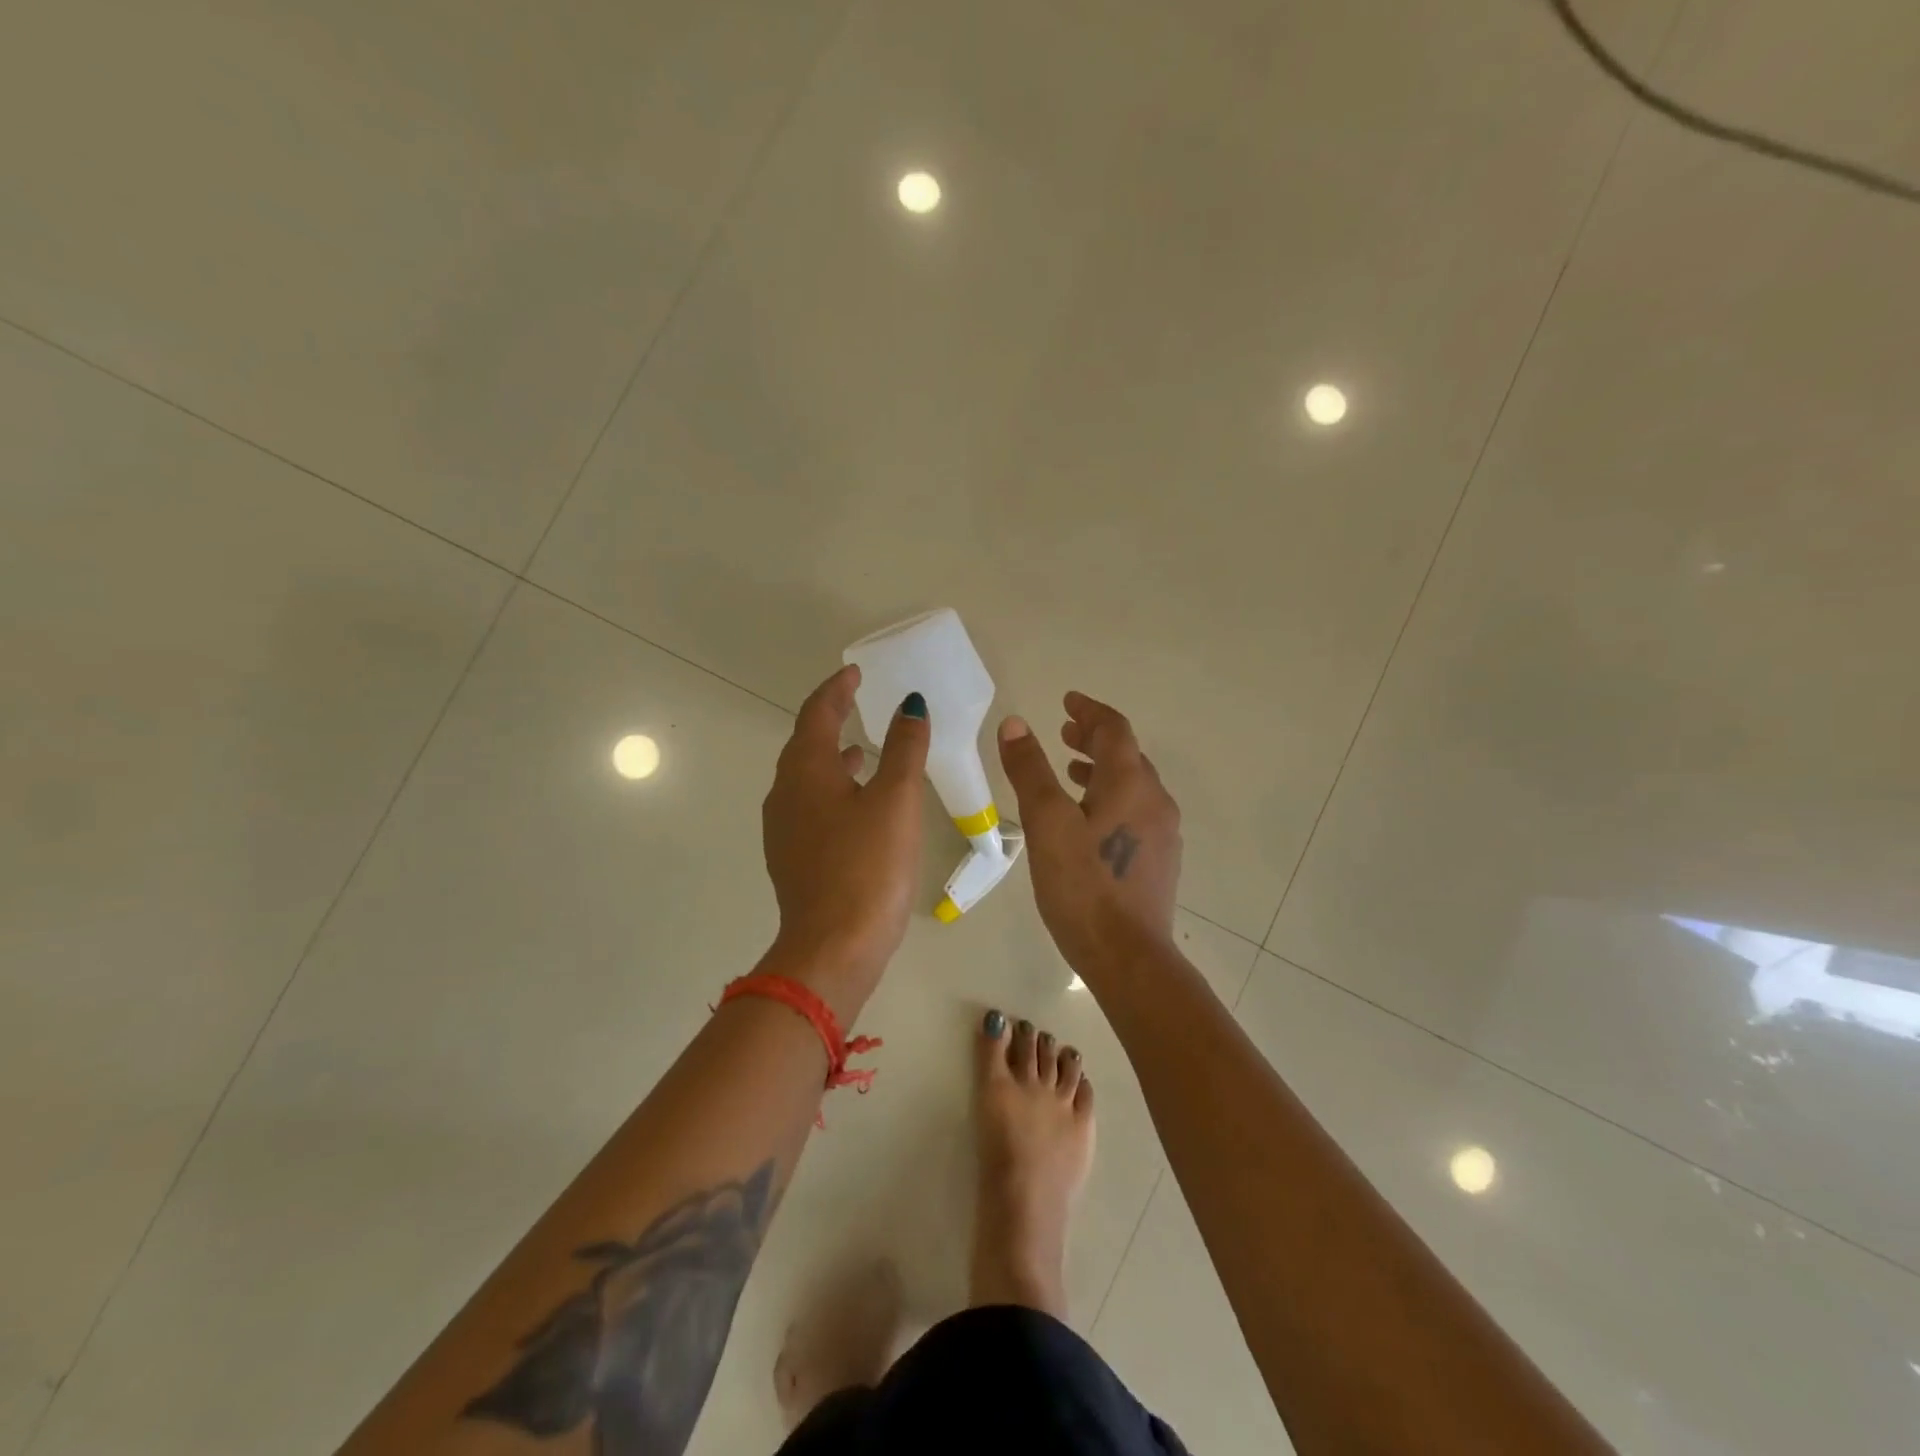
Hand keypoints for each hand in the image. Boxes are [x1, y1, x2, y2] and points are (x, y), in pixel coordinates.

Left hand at [761, 665, 928, 1016]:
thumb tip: (910, 705)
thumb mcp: (896, 800)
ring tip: (861, 750)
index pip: (816, 713)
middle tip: (857, 703)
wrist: (832, 948)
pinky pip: (809, 806)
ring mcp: (783, 829)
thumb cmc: (868, 866)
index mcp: (805, 771)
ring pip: (805, 777)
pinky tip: (856, 805)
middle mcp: (785, 794)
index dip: (837, 689)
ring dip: (831, 757)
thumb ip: (904, 748)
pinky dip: (831, 789)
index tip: (856, 673)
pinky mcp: (792, 858)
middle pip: (804, 743)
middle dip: (830, 719)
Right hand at [997, 692, 1181, 973]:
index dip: (1089, 711)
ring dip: (1102, 769)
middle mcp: (1154, 800)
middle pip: (1127, 755)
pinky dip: (1111, 797)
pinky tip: (1089, 821)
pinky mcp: (1159, 860)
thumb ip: (1030, 770)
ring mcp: (1162, 833)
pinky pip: (1135, 811)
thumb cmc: (1083, 886)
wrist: (1129, 958)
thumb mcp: (1047, 823)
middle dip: (1094, 738)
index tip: (1067, 701)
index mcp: (1130, 783)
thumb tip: (1016, 723)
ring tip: (1071, 771)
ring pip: (1132, 784)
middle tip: (1065, 732)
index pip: (1114, 729)